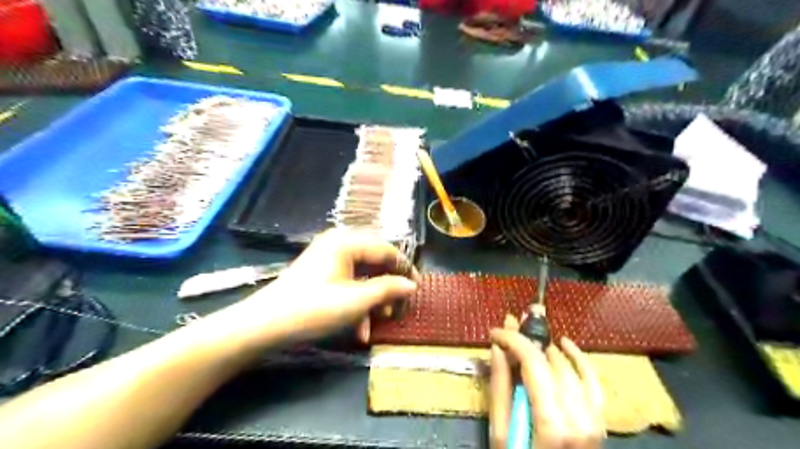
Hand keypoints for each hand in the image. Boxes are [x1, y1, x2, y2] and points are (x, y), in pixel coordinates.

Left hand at [238, 230, 419, 344]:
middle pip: (375, 262)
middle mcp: (339, 243)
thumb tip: (412, 285)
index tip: (418, 288)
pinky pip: (349, 283)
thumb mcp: (356, 301)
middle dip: (388, 287)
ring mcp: (329, 258)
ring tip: (382, 320)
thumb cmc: (313, 309)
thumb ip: (388, 289)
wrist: (264, 325)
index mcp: (347, 242)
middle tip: (399, 307)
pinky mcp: (322, 273)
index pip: (386, 250)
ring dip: (374, 299)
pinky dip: (358, 303)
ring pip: (363, 275)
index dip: (405, 268)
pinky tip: (360, 328)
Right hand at [487, 315, 606, 447]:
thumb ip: (502, 388)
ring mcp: (595, 420)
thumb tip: (498, 348)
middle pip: (552, 362)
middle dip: (527, 340)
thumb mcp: (502, 436)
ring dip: (547, 349)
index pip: (534, 363)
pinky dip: (579, 360)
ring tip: (526, 338)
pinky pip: (593, 382)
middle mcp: (580, 418)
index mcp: (553, 425)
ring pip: (571, 367)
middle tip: (508, 326)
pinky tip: (565, 344)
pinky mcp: (599, 422)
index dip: (513, 339)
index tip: (495, 331)